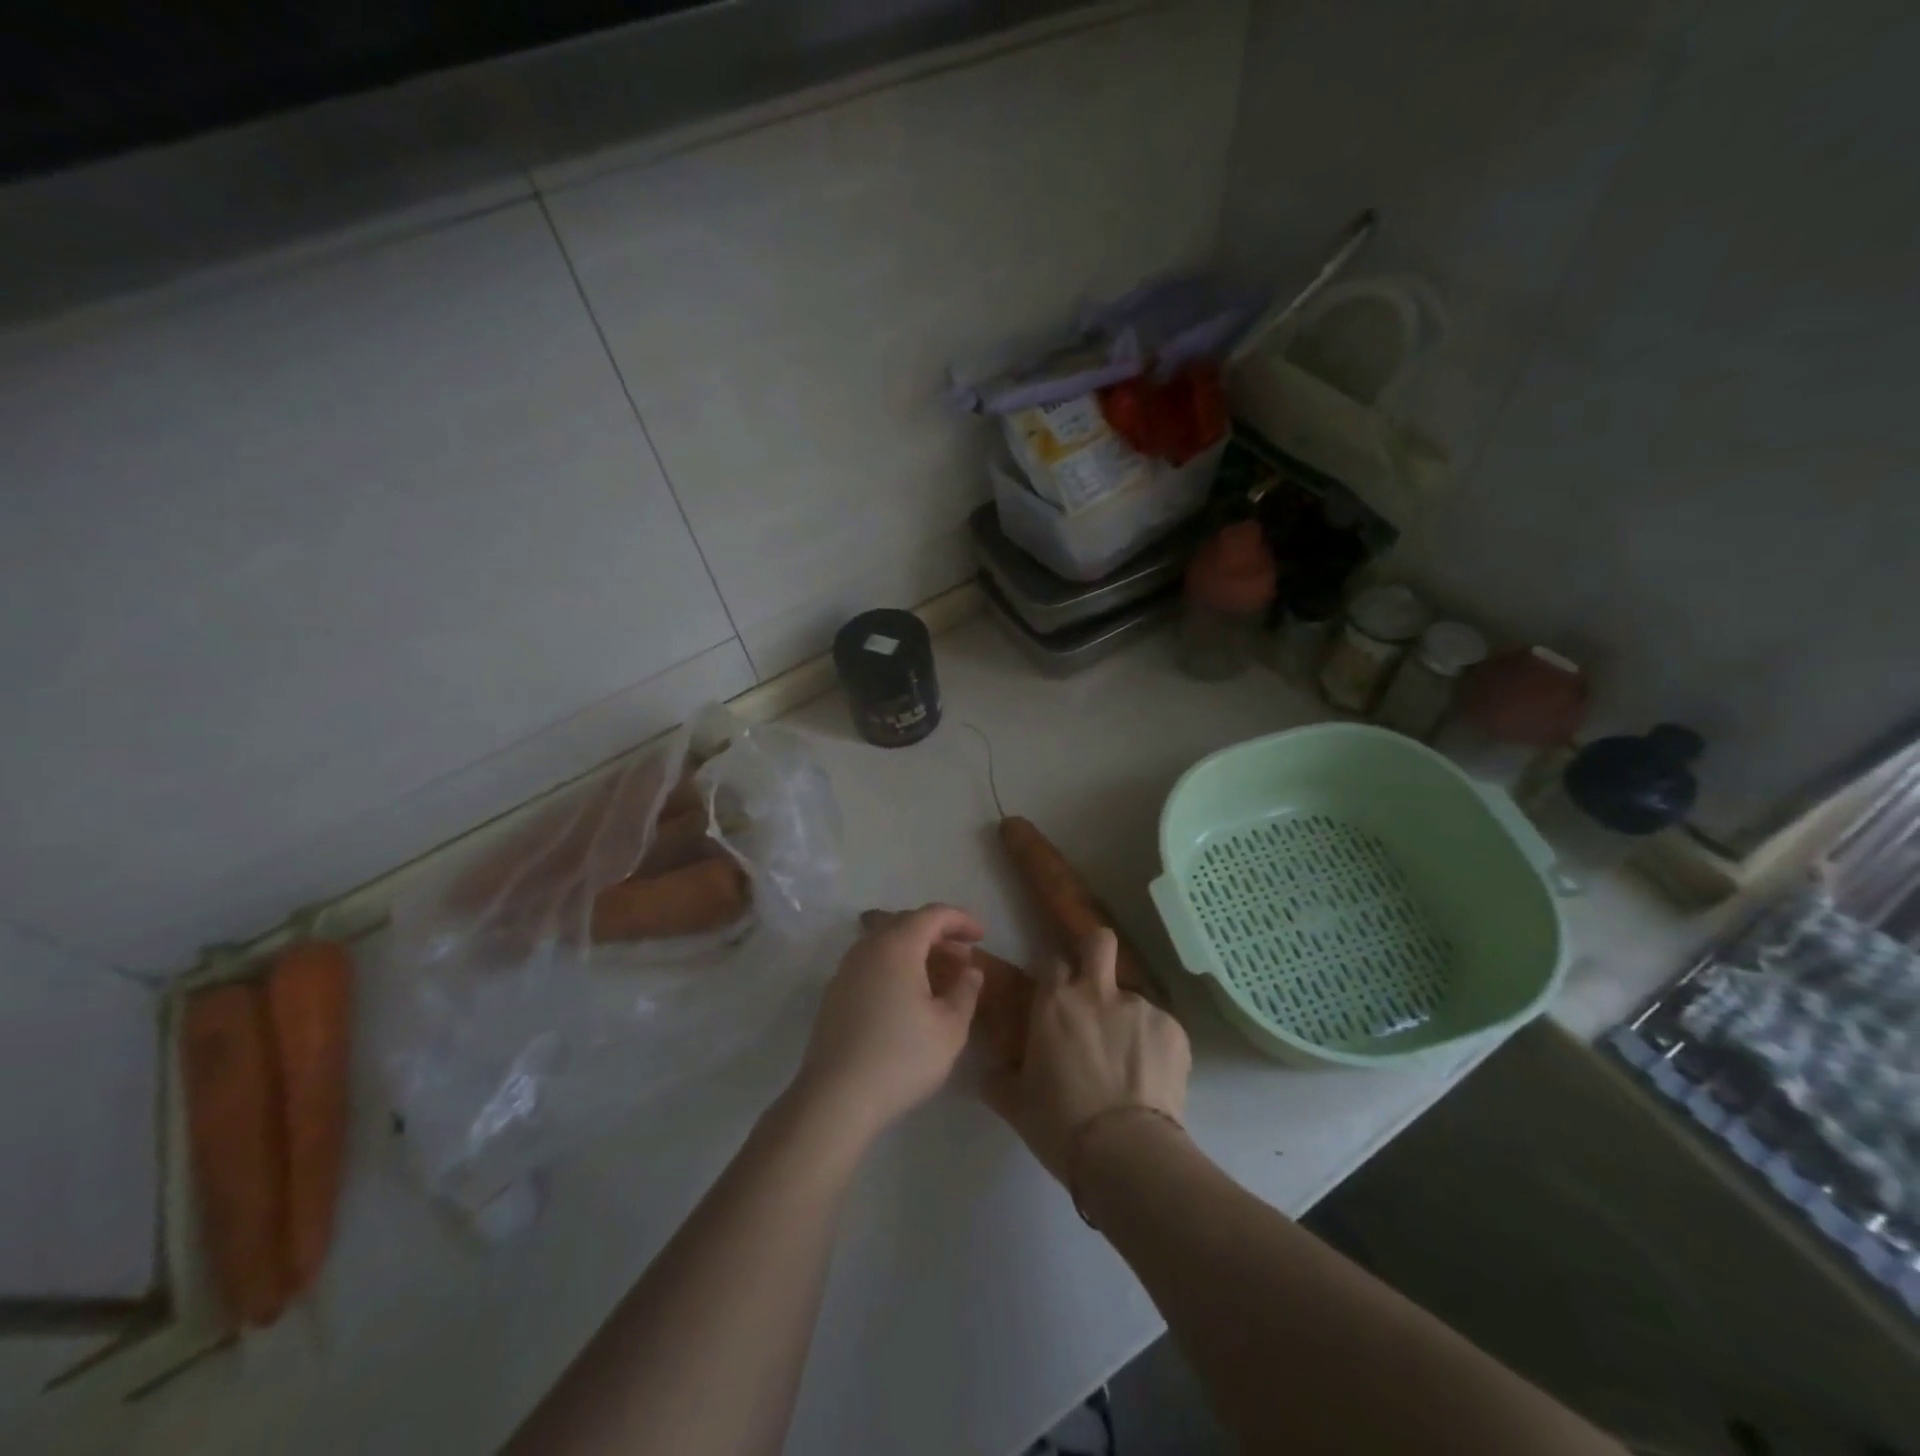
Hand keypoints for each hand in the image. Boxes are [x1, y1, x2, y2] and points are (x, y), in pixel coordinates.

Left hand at [791, 904, 985, 1139]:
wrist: (836, 1098)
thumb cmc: (901, 1057)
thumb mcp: (950, 1028)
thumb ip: (965, 991)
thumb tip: (971, 971)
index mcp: (897, 946)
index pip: (932, 915)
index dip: (960, 920)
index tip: (981, 936)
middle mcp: (867, 948)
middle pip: (906, 923)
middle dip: (939, 934)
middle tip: (964, 958)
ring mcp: (846, 970)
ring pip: (886, 943)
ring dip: (916, 951)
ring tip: (940, 977)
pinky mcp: (834, 994)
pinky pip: (871, 963)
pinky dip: (895, 966)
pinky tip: (909, 996)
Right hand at [984, 928, 1189, 1182]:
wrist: (1126, 1153)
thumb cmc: (1060, 1125)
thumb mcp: (1016, 1104)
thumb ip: (999, 1078)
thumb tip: (990, 1071)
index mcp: (1055, 1002)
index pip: (1052, 960)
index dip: (1055, 975)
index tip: (1055, 994)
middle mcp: (1097, 992)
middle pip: (1099, 941)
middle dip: (1096, 950)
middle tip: (1095, 982)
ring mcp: (1139, 1007)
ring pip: (1132, 997)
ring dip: (1127, 1019)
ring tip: (1128, 1062)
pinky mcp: (1174, 1029)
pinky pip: (1160, 1027)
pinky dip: (1155, 1046)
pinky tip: (1151, 1079)